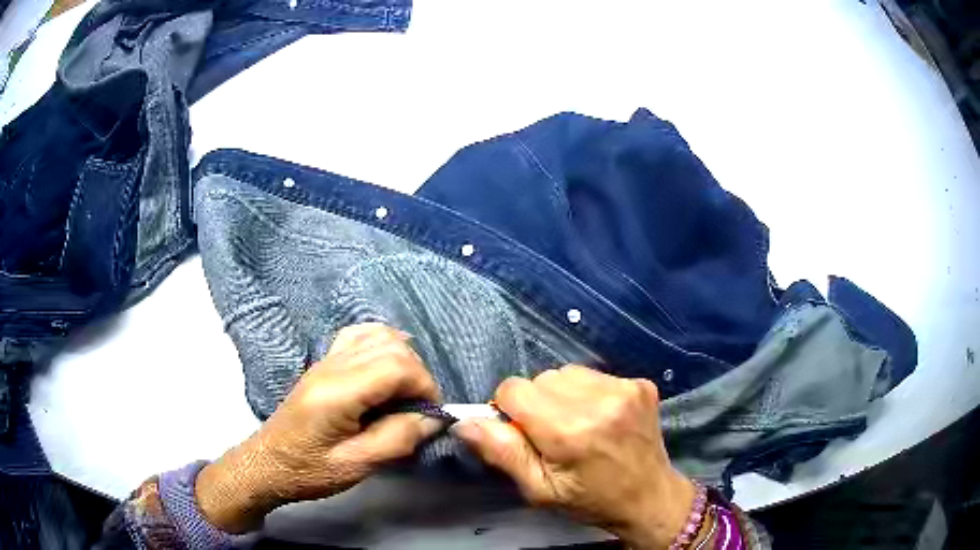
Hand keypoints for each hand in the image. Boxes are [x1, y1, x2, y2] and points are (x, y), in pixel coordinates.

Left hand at [196, 323, 443, 532]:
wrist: (268, 464)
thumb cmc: (309, 470)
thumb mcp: (357, 466)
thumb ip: (397, 439)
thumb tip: (433, 418)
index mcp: (338, 392)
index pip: (396, 366)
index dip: (425, 386)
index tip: (431, 414)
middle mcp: (332, 366)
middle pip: (391, 345)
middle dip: (418, 373)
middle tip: (420, 408)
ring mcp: (326, 359)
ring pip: (378, 333)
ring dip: (403, 357)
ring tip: (406, 391)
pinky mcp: (324, 363)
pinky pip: (358, 335)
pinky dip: (382, 343)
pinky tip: (388, 366)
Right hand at [453, 366, 696, 549]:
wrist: (650, 497)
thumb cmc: (590, 500)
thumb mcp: (539, 490)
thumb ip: (502, 453)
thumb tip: (464, 422)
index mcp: (570, 431)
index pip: (514, 389)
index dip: (509, 411)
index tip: (523, 434)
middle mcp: (599, 400)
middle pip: (540, 379)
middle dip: (536, 404)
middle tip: (553, 436)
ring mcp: (624, 388)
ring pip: (566, 373)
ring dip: (561, 396)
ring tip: (578, 426)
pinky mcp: (640, 383)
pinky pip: (593, 375)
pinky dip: (587, 393)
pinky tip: (600, 418)